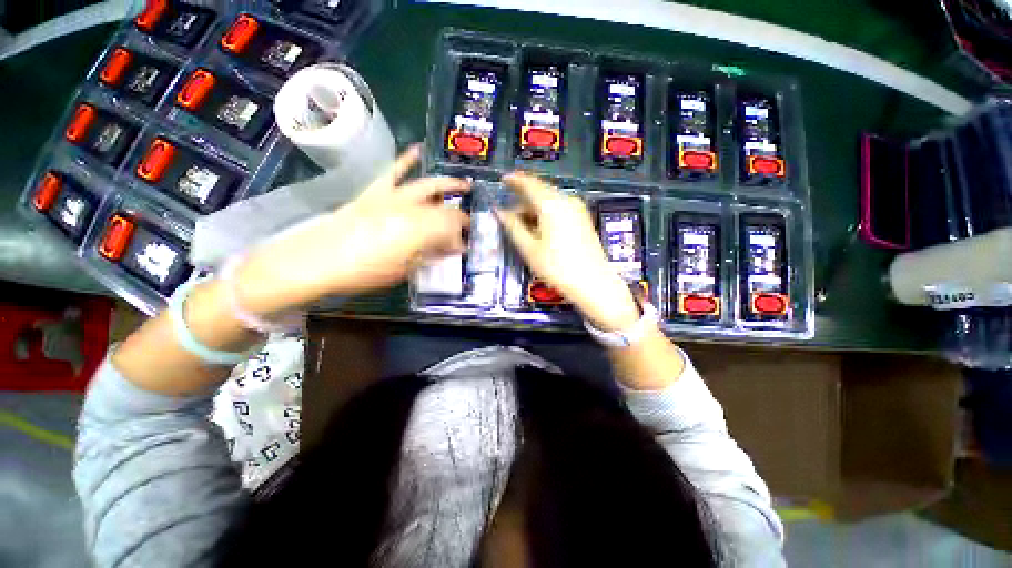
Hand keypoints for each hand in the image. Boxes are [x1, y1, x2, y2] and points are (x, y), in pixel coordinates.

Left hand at [234, 145, 470, 315]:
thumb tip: (449, 250)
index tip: (464, 246)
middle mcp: (411, 209)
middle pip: (445, 208)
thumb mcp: (403, 270)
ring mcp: (393, 196)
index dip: (462, 237)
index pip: (452, 228)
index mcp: (420, 231)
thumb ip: (430, 256)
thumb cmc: (364, 271)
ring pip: (428, 185)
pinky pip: (393, 170)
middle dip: (460, 215)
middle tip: (469, 221)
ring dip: (448, 184)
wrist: (318, 260)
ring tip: (464, 184)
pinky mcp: (375, 191)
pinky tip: (418, 149)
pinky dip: (406, 159)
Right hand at [496, 172, 639, 331]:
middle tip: (508, 213)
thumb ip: (513, 226)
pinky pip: (560, 208)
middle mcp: (566, 200)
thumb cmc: (556, 267)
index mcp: (551, 204)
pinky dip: (546, 213)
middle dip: (523, 198)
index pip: (529, 184)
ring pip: (550, 200)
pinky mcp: (583, 218)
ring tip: (522, 224)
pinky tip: (539, 228)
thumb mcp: (529, 248)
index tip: (502, 179)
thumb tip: (499, 211)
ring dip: (534, 208)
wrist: (593, 283)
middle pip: (541, 191)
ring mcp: (578, 208)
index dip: (514, 180)